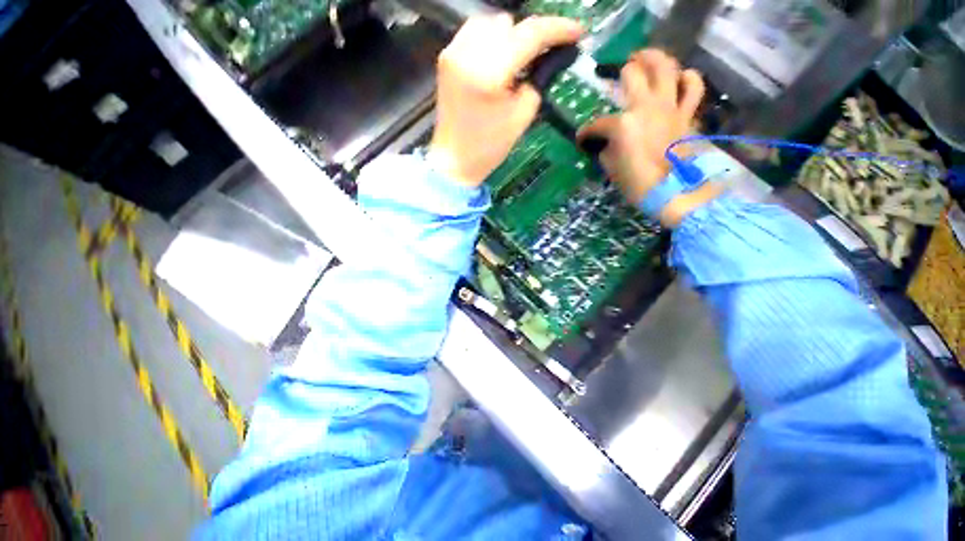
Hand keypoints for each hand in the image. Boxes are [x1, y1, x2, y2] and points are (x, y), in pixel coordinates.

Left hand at [429, 15, 583, 186]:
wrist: (455, 161)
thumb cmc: (488, 148)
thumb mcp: (522, 117)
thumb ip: (538, 81)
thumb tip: (550, 56)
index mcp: (488, 73)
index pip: (529, 34)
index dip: (558, 29)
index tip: (577, 32)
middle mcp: (467, 53)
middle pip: (510, 23)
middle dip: (531, 36)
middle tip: (542, 56)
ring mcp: (453, 52)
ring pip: (491, 22)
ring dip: (510, 36)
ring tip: (516, 62)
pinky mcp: (447, 57)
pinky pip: (474, 31)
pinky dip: (491, 39)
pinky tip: (497, 61)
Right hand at [578, 50, 718, 225]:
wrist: (674, 192)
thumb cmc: (638, 184)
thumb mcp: (611, 169)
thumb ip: (606, 150)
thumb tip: (605, 143)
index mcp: (622, 124)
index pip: (596, 124)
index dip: (586, 133)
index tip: (582, 140)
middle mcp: (645, 106)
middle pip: (633, 73)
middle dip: (621, 73)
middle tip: (618, 74)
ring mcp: (669, 106)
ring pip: (666, 67)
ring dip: (655, 58)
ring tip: (647, 58)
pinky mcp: (686, 114)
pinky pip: (693, 87)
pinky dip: (688, 79)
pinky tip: (680, 79)